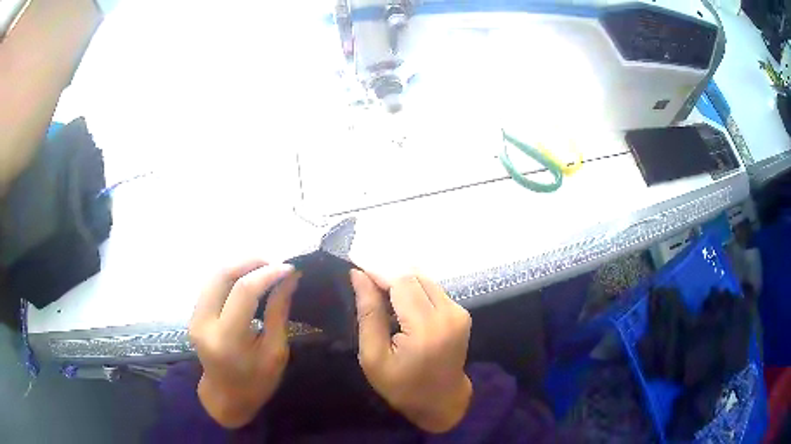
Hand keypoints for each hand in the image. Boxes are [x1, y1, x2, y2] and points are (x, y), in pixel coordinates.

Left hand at [189, 260, 299, 427]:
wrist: (226, 397)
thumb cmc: (257, 382)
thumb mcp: (275, 352)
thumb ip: (279, 312)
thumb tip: (289, 279)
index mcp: (227, 339)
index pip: (243, 291)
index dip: (267, 274)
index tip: (289, 268)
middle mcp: (204, 323)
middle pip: (222, 275)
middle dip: (250, 263)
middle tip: (276, 264)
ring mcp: (194, 317)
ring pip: (214, 275)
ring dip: (240, 266)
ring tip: (265, 269)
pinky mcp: (194, 315)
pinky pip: (211, 285)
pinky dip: (231, 276)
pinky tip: (248, 279)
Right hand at [350, 270, 472, 432]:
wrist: (441, 400)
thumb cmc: (402, 386)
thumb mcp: (373, 356)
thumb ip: (368, 313)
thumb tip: (358, 275)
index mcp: (426, 329)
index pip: (402, 283)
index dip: (379, 270)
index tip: (357, 266)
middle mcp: (448, 314)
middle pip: (414, 276)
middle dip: (388, 273)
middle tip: (365, 279)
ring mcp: (459, 312)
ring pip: (425, 279)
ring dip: (401, 280)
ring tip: (379, 291)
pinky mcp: (462, 313)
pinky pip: (433, 289)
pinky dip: (414, 289)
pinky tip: (399, 302)